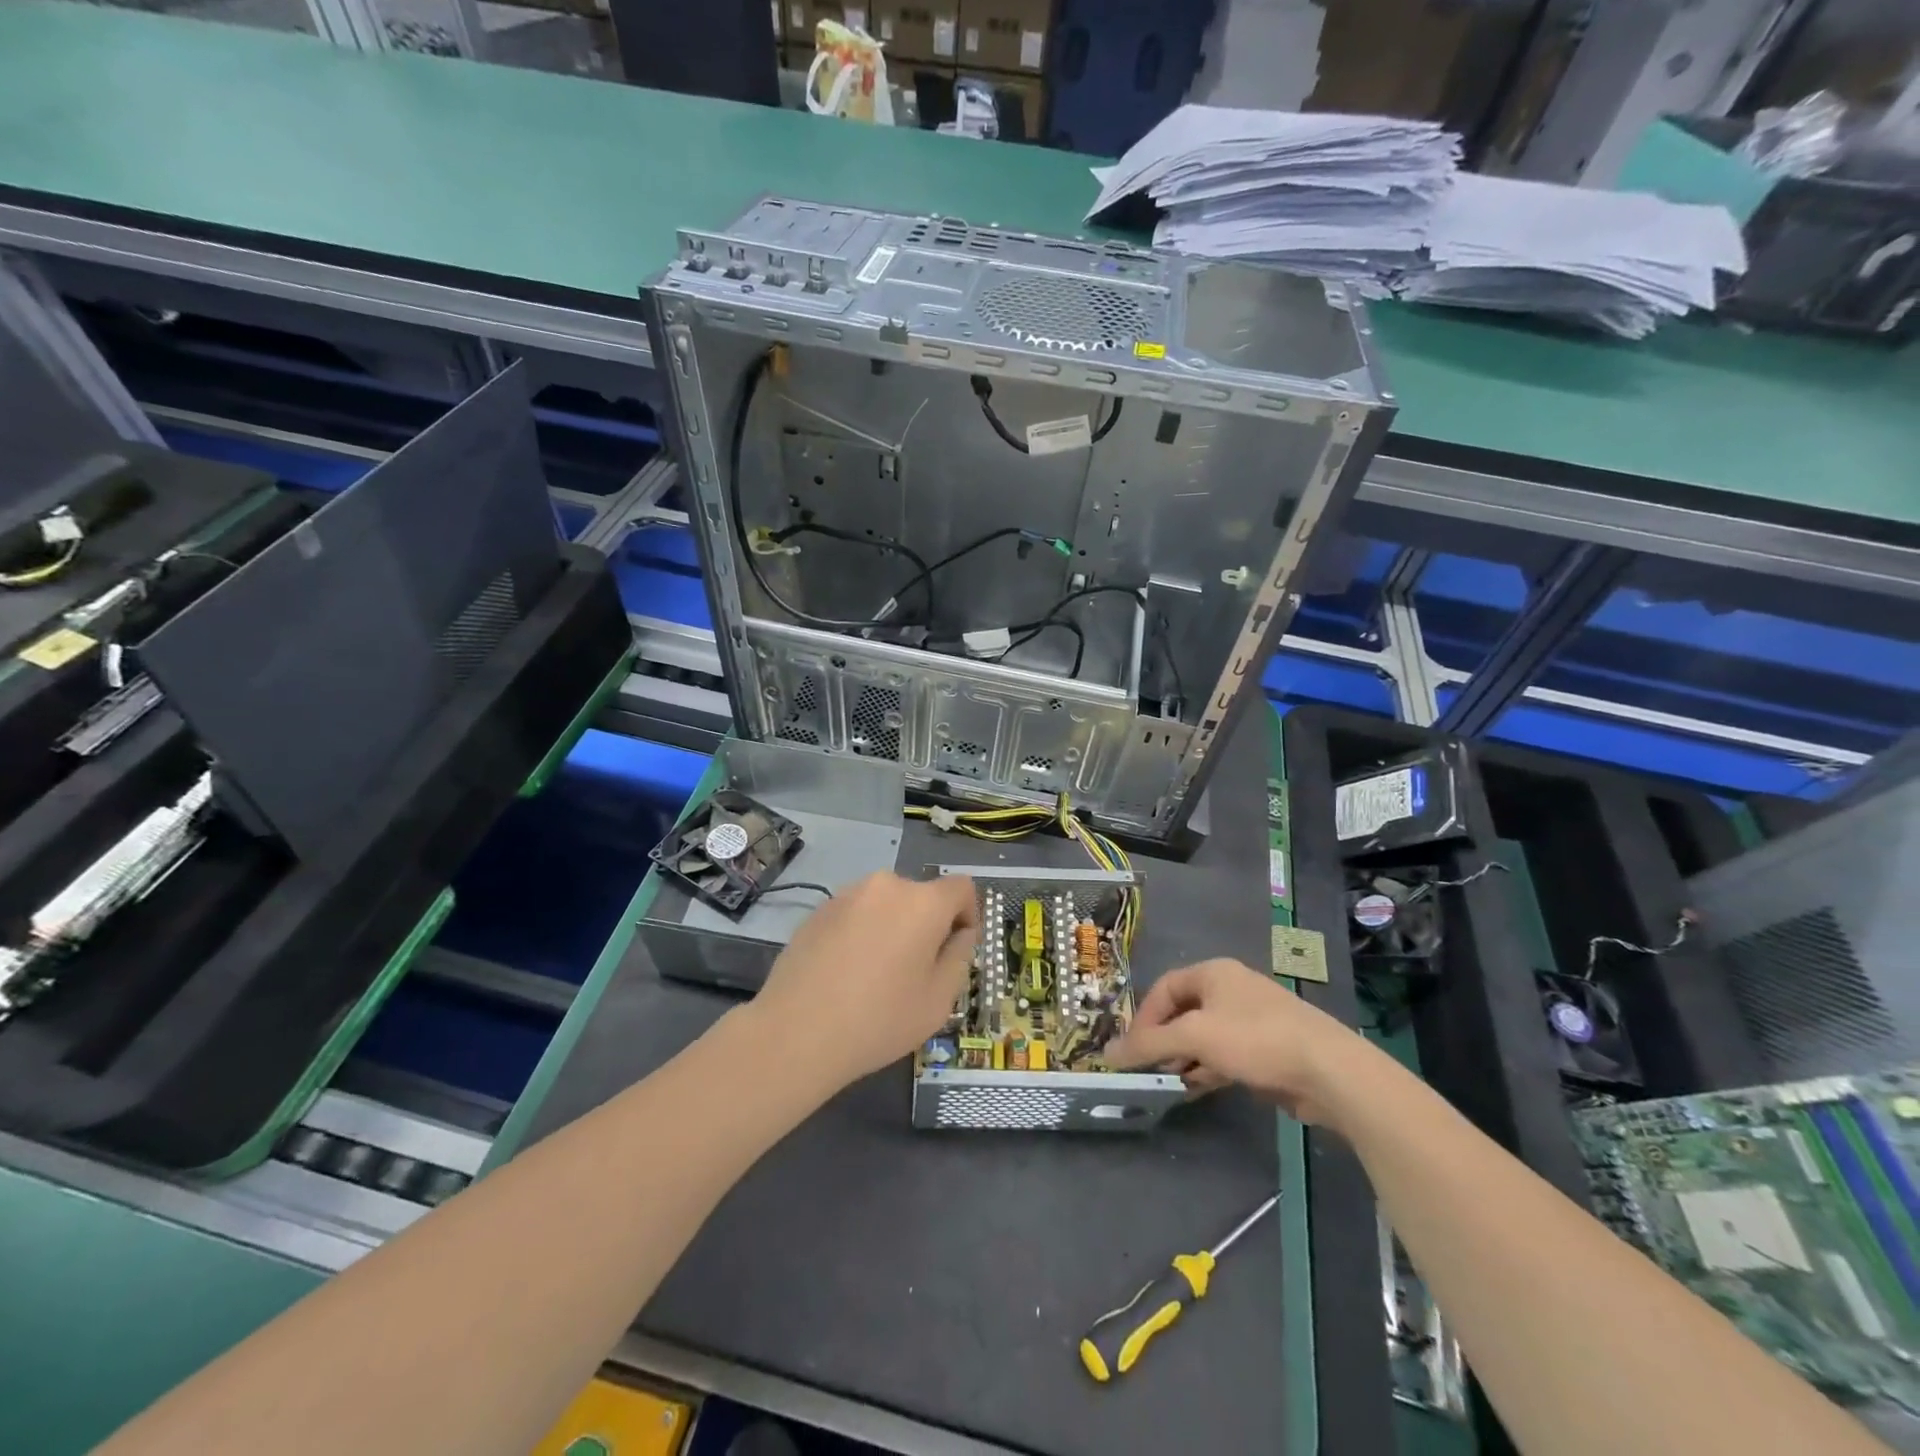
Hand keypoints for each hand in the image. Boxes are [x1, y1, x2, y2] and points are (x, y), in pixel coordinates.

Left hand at [750, 872, 979, 1085]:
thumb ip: (959, 957)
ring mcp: (847, 894)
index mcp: (923, 902)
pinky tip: (846, 973)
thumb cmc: (879, 1019)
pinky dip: (861, 933)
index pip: (961, 888)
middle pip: (921, 896)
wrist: (796, 1033)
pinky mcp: (818, 910)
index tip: (956, 949)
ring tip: (876, 974)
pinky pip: (856, 914)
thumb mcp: (938, 1000)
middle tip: (916, 970)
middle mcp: (886, 886)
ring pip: (886, 904)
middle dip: (927, 924)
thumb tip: (958, 934)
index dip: (968, 914)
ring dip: (892, 927)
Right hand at [1105, 958, 1369, 1125]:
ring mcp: (1250, 1019)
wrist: (1328, 1070)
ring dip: (1184, 1058)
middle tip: (1148, 1068)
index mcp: (1213, 973)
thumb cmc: (1255, 1039)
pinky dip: (1207, 1069)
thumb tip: (1106, 1054)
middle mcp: (1230, 989)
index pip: (1164, 988)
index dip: (1144, 1017)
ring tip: (1169, 1082)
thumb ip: (1149, 1044)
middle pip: (1183, 1012)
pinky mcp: (1266, 1049)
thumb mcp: (1195, 1037)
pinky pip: (1224, 1055)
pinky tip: (1196, 1089)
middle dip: (1163, 1040)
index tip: (1132, 1049)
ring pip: (1203, 1036)